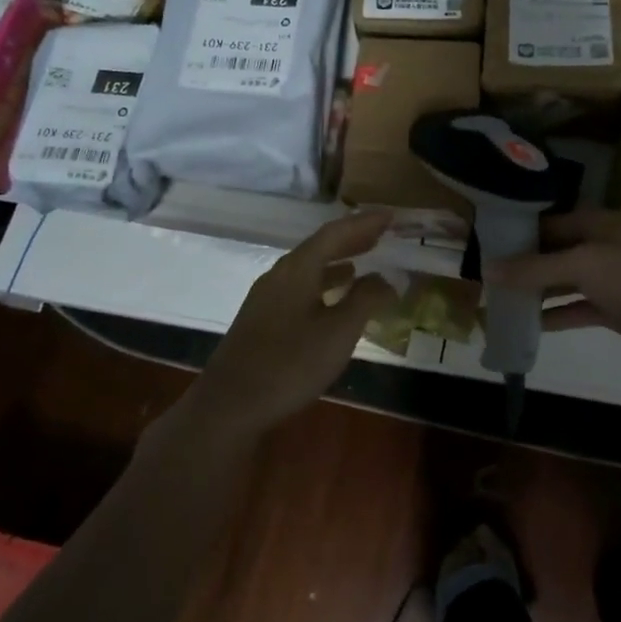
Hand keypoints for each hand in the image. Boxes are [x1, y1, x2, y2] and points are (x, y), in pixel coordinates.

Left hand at [193, 210, 398, 433]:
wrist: (229, 406)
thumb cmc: (290, 364)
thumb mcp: (339, 332)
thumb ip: (365, 300)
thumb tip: (385, 279)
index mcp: (297, 269)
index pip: (334, 233)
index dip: (364, 223)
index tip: (391, 216)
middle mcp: (279, 275)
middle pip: (319, 247)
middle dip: (351, 239)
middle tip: (382, 234)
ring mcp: (266, 298)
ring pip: (308, 268)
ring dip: (337, 262)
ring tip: (363, 263)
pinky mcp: (262, 320)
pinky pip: (300, 287)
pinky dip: (323, 284)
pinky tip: (334, 300)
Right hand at [483, 209, 620, 359]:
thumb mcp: (583, 265)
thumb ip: (536, 267)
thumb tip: (488, 269)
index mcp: (598, 224)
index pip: (550, 222)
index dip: (520, 232)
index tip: (488, 244)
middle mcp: (602, 247)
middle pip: (556, 252)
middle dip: (525, 264)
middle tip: (487, 276)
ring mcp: (611, 279)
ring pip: (566, 282)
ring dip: (538, 291)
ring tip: (501, 300)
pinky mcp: (616, 309)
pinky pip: (578, 309)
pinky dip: (557, 315)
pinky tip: (529, 325)